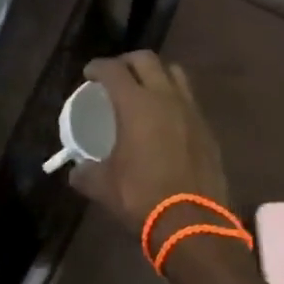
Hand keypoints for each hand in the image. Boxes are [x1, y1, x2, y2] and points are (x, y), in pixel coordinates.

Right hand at [68, 51, 230, 237]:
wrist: (193, 223)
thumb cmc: (142, 197)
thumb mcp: (104, 187)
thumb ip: (86, 173)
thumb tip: (76, 171)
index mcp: (135, 104)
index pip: (113, 70)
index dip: (98, 67)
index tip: (89, 73)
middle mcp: (165, 97)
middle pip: (146, 60)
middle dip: (127, 61)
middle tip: (116, 74)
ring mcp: (191, 110)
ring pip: (174, 73)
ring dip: (156, 74)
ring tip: (145, 88)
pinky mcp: (207, 129)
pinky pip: (189, 100)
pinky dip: (174, 99)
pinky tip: (166, 119)